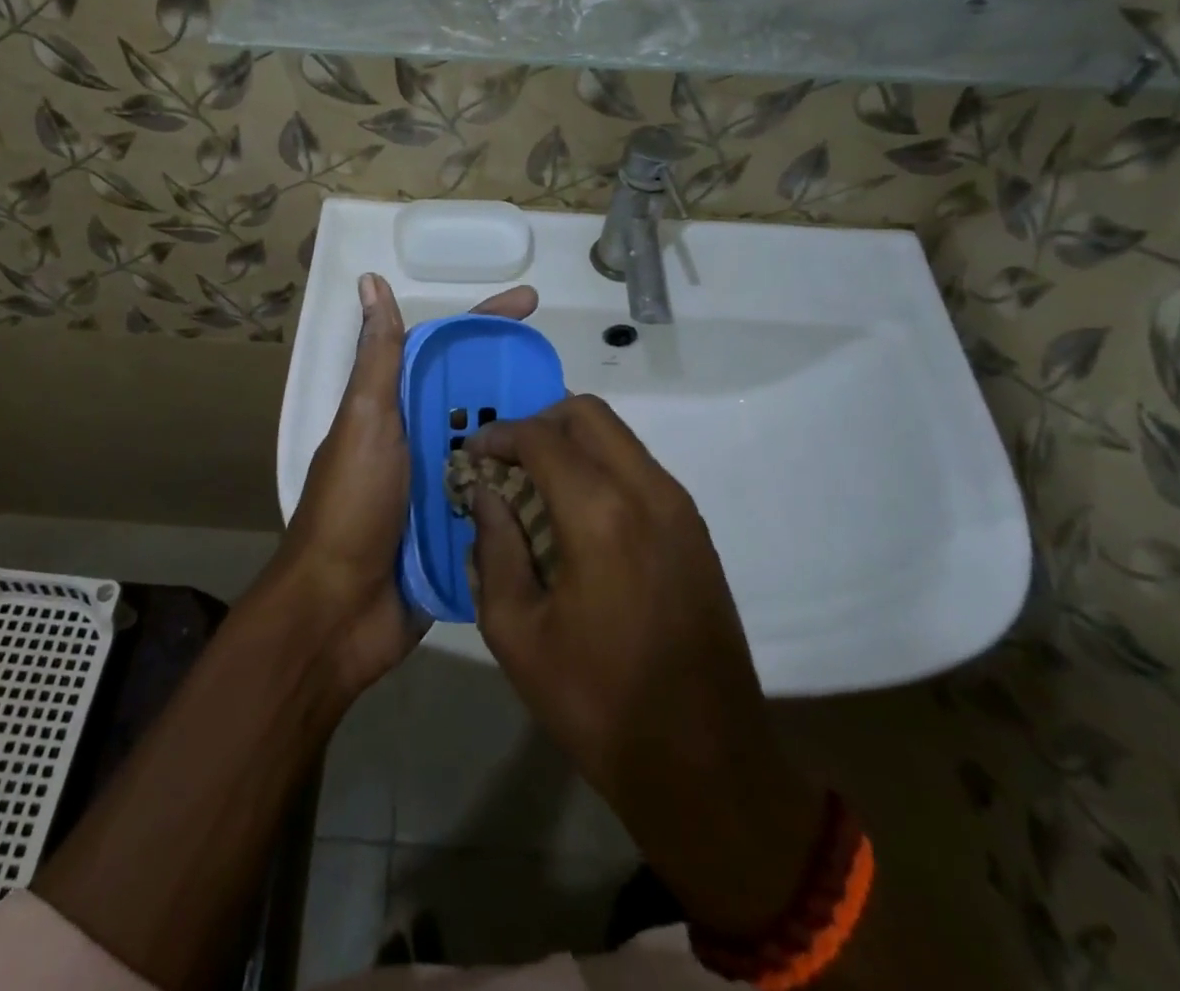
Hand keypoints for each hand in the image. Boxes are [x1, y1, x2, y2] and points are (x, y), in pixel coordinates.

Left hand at [275, 272, 536, 697]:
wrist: (338, 611)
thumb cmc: (352, 506)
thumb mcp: (365, 421)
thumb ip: (378, 358)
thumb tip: (370, 282)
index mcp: (398, 409)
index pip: (448, 352)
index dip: (487, 322)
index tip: (532, 304)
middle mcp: (422, 442)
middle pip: (479, 400)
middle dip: (521, 385)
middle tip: (572, 382)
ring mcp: (442, 488)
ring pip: (496, 450)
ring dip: (531, 439)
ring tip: (584, 430)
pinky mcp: (459, 532)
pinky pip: (500, 502)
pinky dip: (527, 492)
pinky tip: (569, 486)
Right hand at [466, 395, 826, 935]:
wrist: (706, 763)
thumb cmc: (597, 703)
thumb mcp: (517, 633)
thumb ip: (494, 549)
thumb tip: (486, 495)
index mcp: (599, 514)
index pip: (541, 437)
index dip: (500, 435)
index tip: (473, 453)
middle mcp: (647, 491)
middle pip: (588, 414)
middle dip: (539, 422)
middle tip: (505, 459)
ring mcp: (679, 507)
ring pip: (619, 437)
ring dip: (572, 443)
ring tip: (535, 484)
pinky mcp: (695, 529)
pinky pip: (640, 468)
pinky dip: (602, 467)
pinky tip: (577, 513)